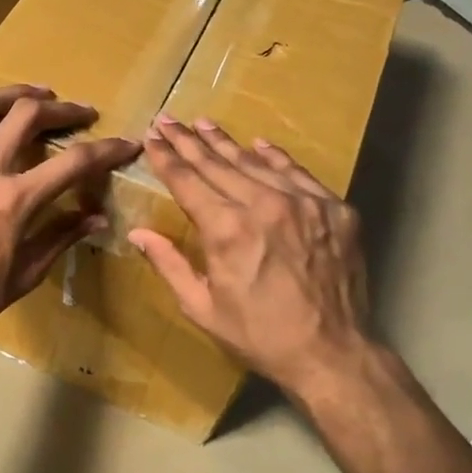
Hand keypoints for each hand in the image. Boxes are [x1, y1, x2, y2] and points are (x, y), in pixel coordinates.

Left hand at [0, 85, 141, 347]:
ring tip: (33, 96)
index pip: (74, 162)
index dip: (107, 150)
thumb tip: (98, 217)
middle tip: (79, 113)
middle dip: (63, 108)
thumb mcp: (26, 274)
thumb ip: (61, 237)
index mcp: (16, 199)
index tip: (126, 144)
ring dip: (13, 92)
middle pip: (29, 115)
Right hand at [129, 115, 374, 405]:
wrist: (332, 353)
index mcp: (227, 229)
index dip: (166, 158)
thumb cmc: (259, 335)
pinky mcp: (335, 210)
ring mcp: (305, 203)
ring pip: (256, 163)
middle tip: (169, 119)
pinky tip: (259, 144)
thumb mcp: (202, 307)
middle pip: (218, 164)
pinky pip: (298, 173)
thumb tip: (137, 233)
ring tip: (204, 124)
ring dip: (226, 143)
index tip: (151, 137)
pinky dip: (275, 157)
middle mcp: (265, 205)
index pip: (188, 181)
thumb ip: (169, 264)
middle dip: (188, 141)